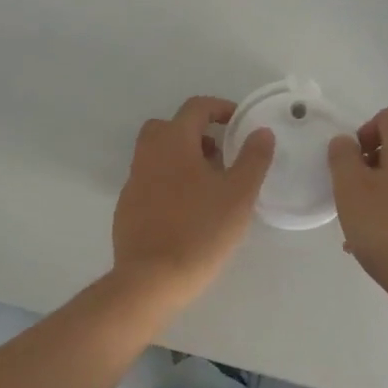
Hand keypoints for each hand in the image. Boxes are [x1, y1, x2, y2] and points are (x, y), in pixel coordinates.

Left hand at [112, 96, 274, 308]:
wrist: (150, 280)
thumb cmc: (200, 231)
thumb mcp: (239, 194)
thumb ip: (253, 158)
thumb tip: (261, 131)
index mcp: (174, 142)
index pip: (196, 107)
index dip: (220, 108)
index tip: (239, 123)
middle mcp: (148, 154)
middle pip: (169, 127)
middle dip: (196, 132)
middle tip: (220, 154)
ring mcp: (133, 182)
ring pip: (158, 155)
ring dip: (182, 158)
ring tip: (209, 185)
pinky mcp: (127, 208)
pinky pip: (150, 181)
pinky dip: (169, 182)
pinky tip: (187, 210)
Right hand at [328, 106, 387, 320]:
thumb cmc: (387, 228)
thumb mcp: (350, 188)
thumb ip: (342, 157)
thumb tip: (345, 142)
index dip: (367, 128)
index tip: (352, 157)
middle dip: (372, 162)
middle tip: (352, 188)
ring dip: (380, 191)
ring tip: (359, 222)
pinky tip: (376, 244)